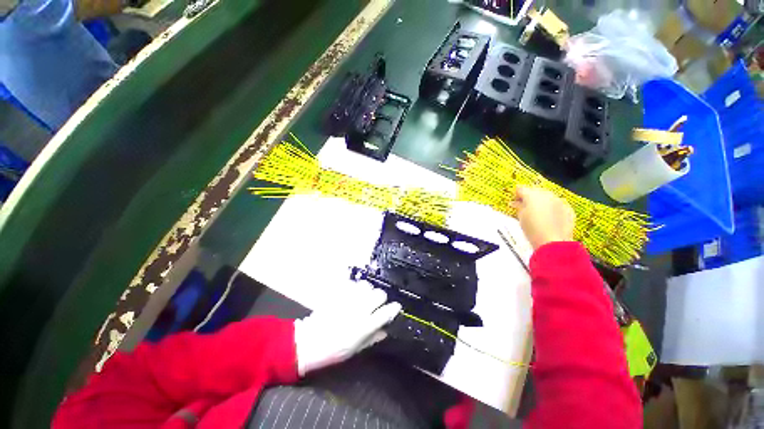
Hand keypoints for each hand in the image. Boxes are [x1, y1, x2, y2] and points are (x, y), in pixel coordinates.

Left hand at [294, 284, 400, 375]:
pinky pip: (352, 283)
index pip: (387, 311)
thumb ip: (372, 338)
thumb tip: (385, 330)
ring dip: (368, 291)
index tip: (395, 307)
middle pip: (380, 294)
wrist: (309, 341)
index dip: (394, 308)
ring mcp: (349, 299)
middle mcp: (360, 309)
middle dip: (381, 298)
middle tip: (376, 303)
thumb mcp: (356, 349)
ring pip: (367, 285)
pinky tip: (351, 293)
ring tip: (363, 296)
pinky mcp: (339, 293)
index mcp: (366, 325)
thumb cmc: (334, 350)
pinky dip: (354, 287)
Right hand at [513, 186, 575, 249]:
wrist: (553, 242)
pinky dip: (552, 208)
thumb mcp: (521, 217)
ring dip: (541, 202)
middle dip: (530, 197)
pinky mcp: (568, 209)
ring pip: (548, 197)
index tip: (514, 202)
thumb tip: (515, 203)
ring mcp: (559, 201)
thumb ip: (518, 207)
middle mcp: (547, 195)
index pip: (521, 189)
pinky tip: (549, 218)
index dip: (516, 195)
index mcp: (532, 195)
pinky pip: (557, 205)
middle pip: (535, 191)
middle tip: (524, 207)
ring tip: (537, 213)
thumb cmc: (532, 229)